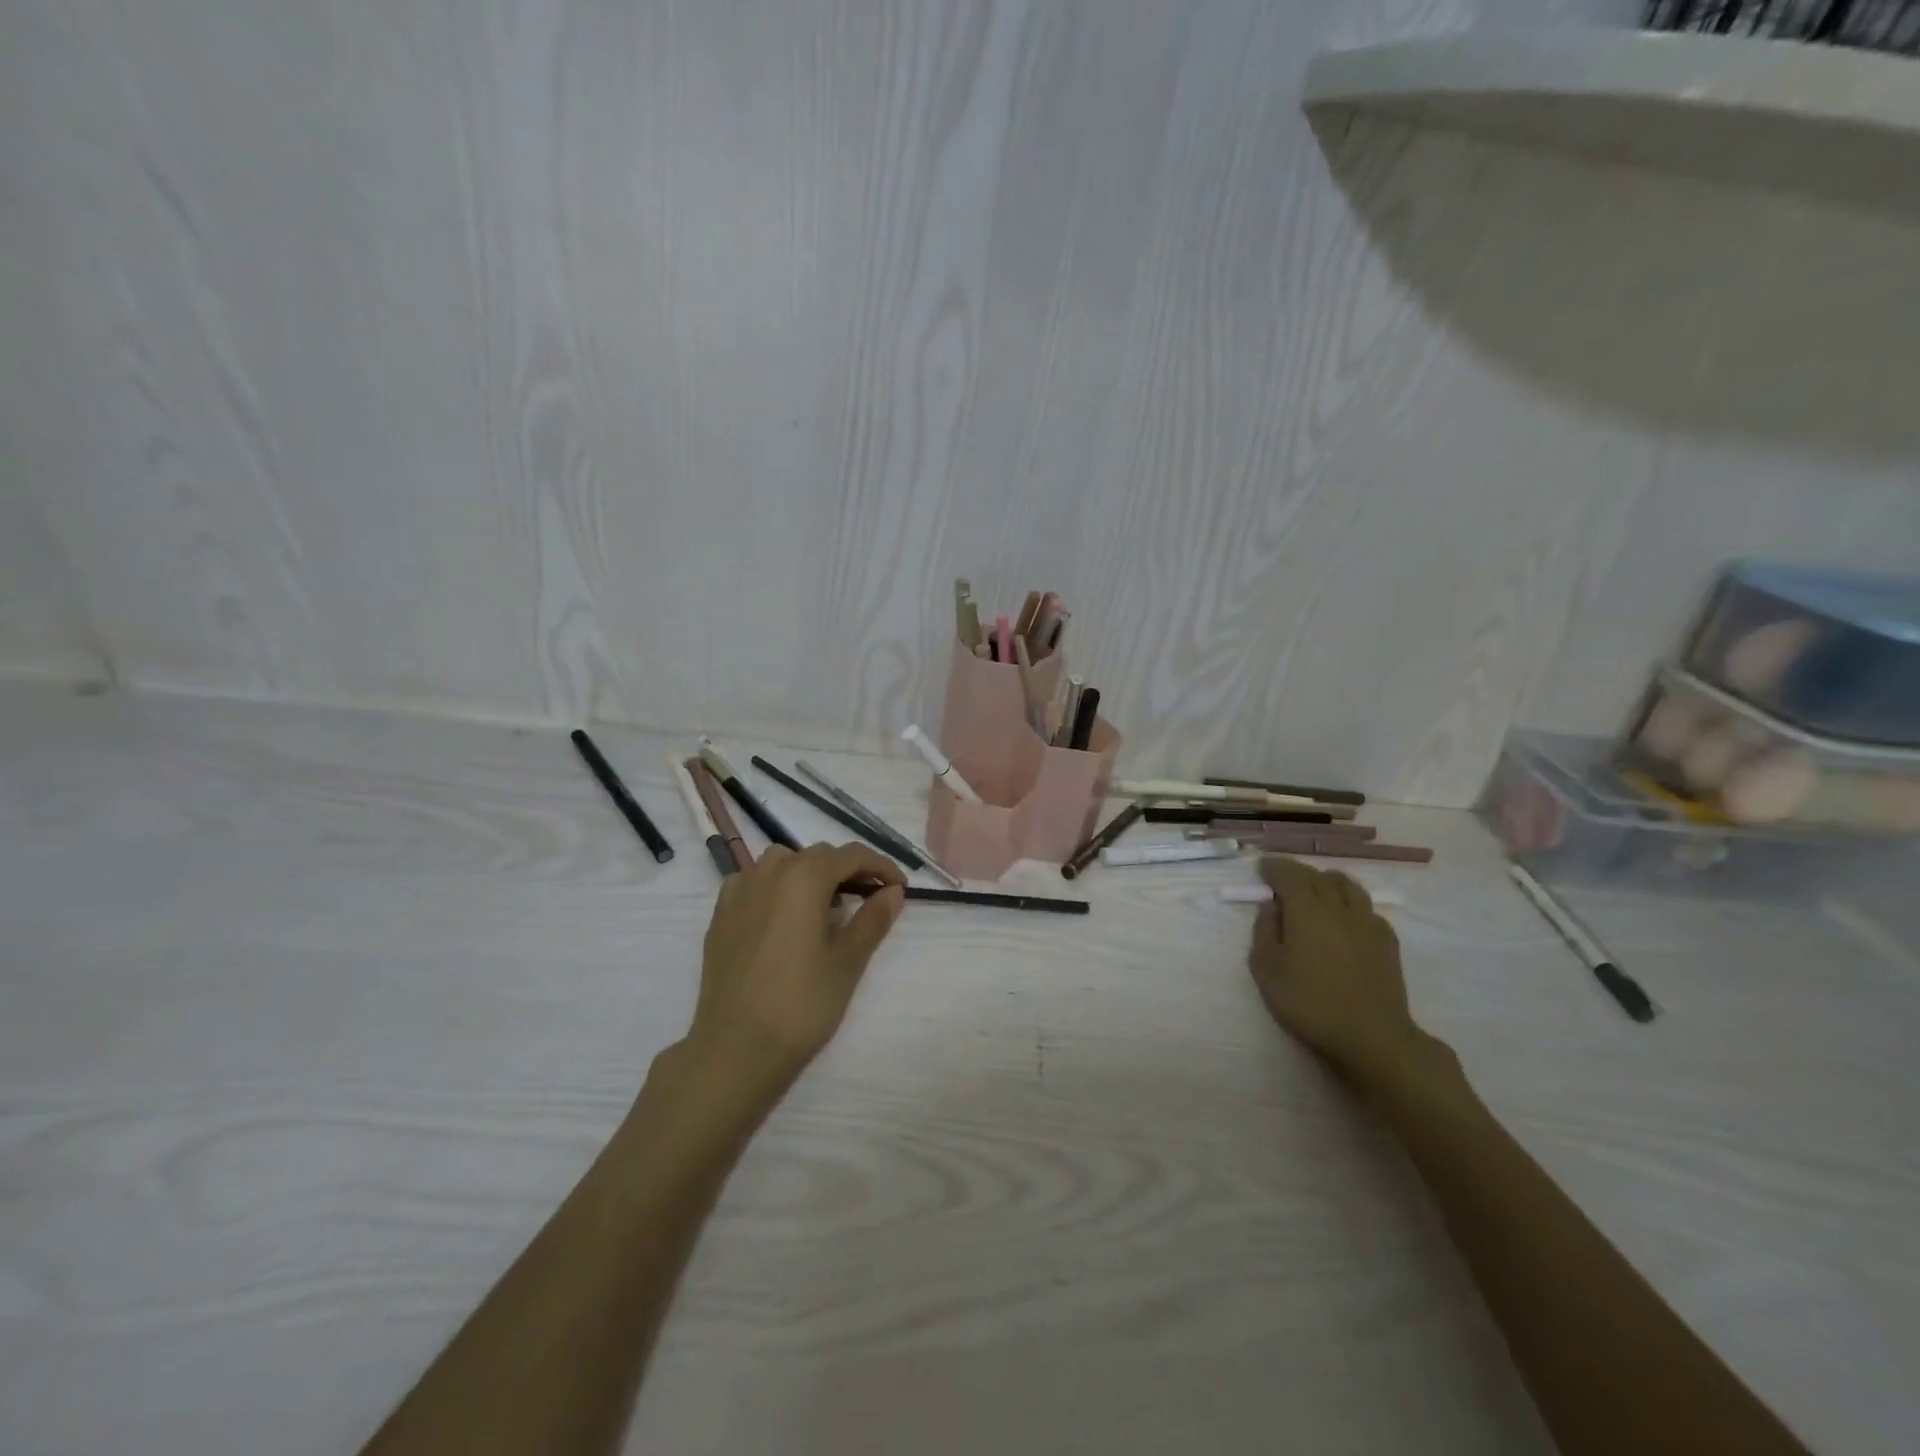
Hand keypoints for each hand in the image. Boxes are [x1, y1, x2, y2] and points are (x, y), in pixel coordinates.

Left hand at [681, 843, 906, 1104]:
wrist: (735, 1050)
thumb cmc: (800, 1005)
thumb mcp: (847, 962)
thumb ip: (873, 920)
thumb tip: (893, 892)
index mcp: (804, 877)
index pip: (851, 855)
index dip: (880, 866)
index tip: (899, 887)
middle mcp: (768, 873)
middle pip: (817, 856)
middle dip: (847, 870)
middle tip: (870, 900)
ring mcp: (738, 893)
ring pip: (781, 863)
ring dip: (809, 874)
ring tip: (825, 908)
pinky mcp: (720, 916)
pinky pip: (753, 883)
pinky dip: (775, 888)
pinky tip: (782, 918)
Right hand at [1248, 856, 1436, 1084]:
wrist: (1372, 1036)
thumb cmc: (1310, 1002)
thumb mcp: (1267, 970)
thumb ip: (1264, 931)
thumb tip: (1270, 906)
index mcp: (1306, 909)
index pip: (1289, 874)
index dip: (1274, 867)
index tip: (1262, 868)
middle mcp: (1338, 906)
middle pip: (1318, 876)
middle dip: (1297, 872)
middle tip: (1282, 880)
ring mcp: (1367, 922)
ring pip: (1347, 885)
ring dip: (1326, 881)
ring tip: (1315, 891)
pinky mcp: (1387, 940)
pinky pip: (1366, 907)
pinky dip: (1349, 903)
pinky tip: (1344, 919)